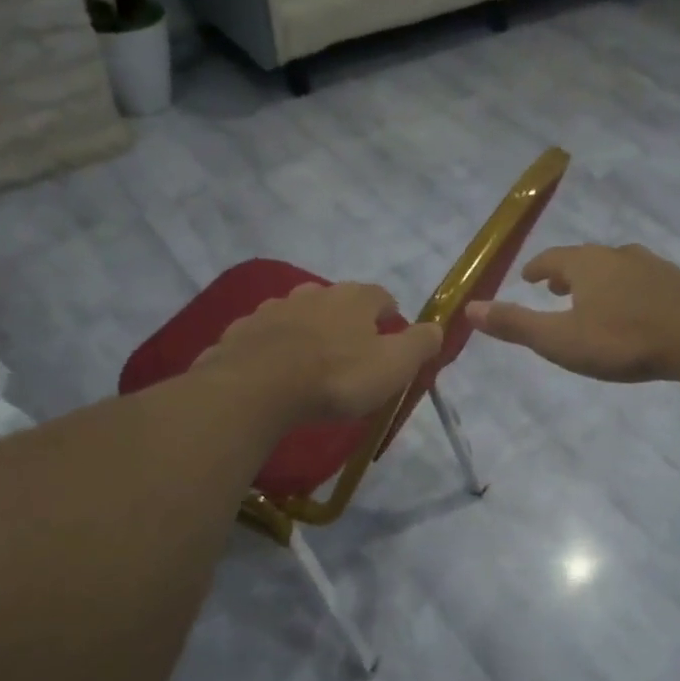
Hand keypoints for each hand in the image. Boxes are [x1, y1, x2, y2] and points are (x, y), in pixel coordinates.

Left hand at [196, 281, 442, 422]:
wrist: (258, 387)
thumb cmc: (337, 376)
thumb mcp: (393, 366)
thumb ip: (420, 344)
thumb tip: (437, 327)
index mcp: (353, 298)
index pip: (381, 296)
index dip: (390, 315)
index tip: (392, 336)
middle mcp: (313, 293)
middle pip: (336, 302)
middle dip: (346, 322)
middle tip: (350, 354)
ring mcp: (273, 309)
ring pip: (298, 315)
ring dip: (307, 332)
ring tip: (310, 363)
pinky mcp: (242, 331)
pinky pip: (265, 335)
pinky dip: (273, 347)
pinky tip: (274, 371)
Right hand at [464, 244, 679, 382]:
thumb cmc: (621, 339)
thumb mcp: (560, 340)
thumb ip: (516, 324)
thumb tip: (470, 308)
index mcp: (585, 265)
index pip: (552, 259)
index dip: (537, 268)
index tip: (528, 277)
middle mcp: (617, 256)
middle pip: (584, 258)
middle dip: (566, 272)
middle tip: (555, 288)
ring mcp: (651, 265)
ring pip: (616, 266)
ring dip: (598, 279)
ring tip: (593, 297)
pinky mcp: (677, 282)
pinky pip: (642, 279)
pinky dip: (628, 288)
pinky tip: (635, 307)